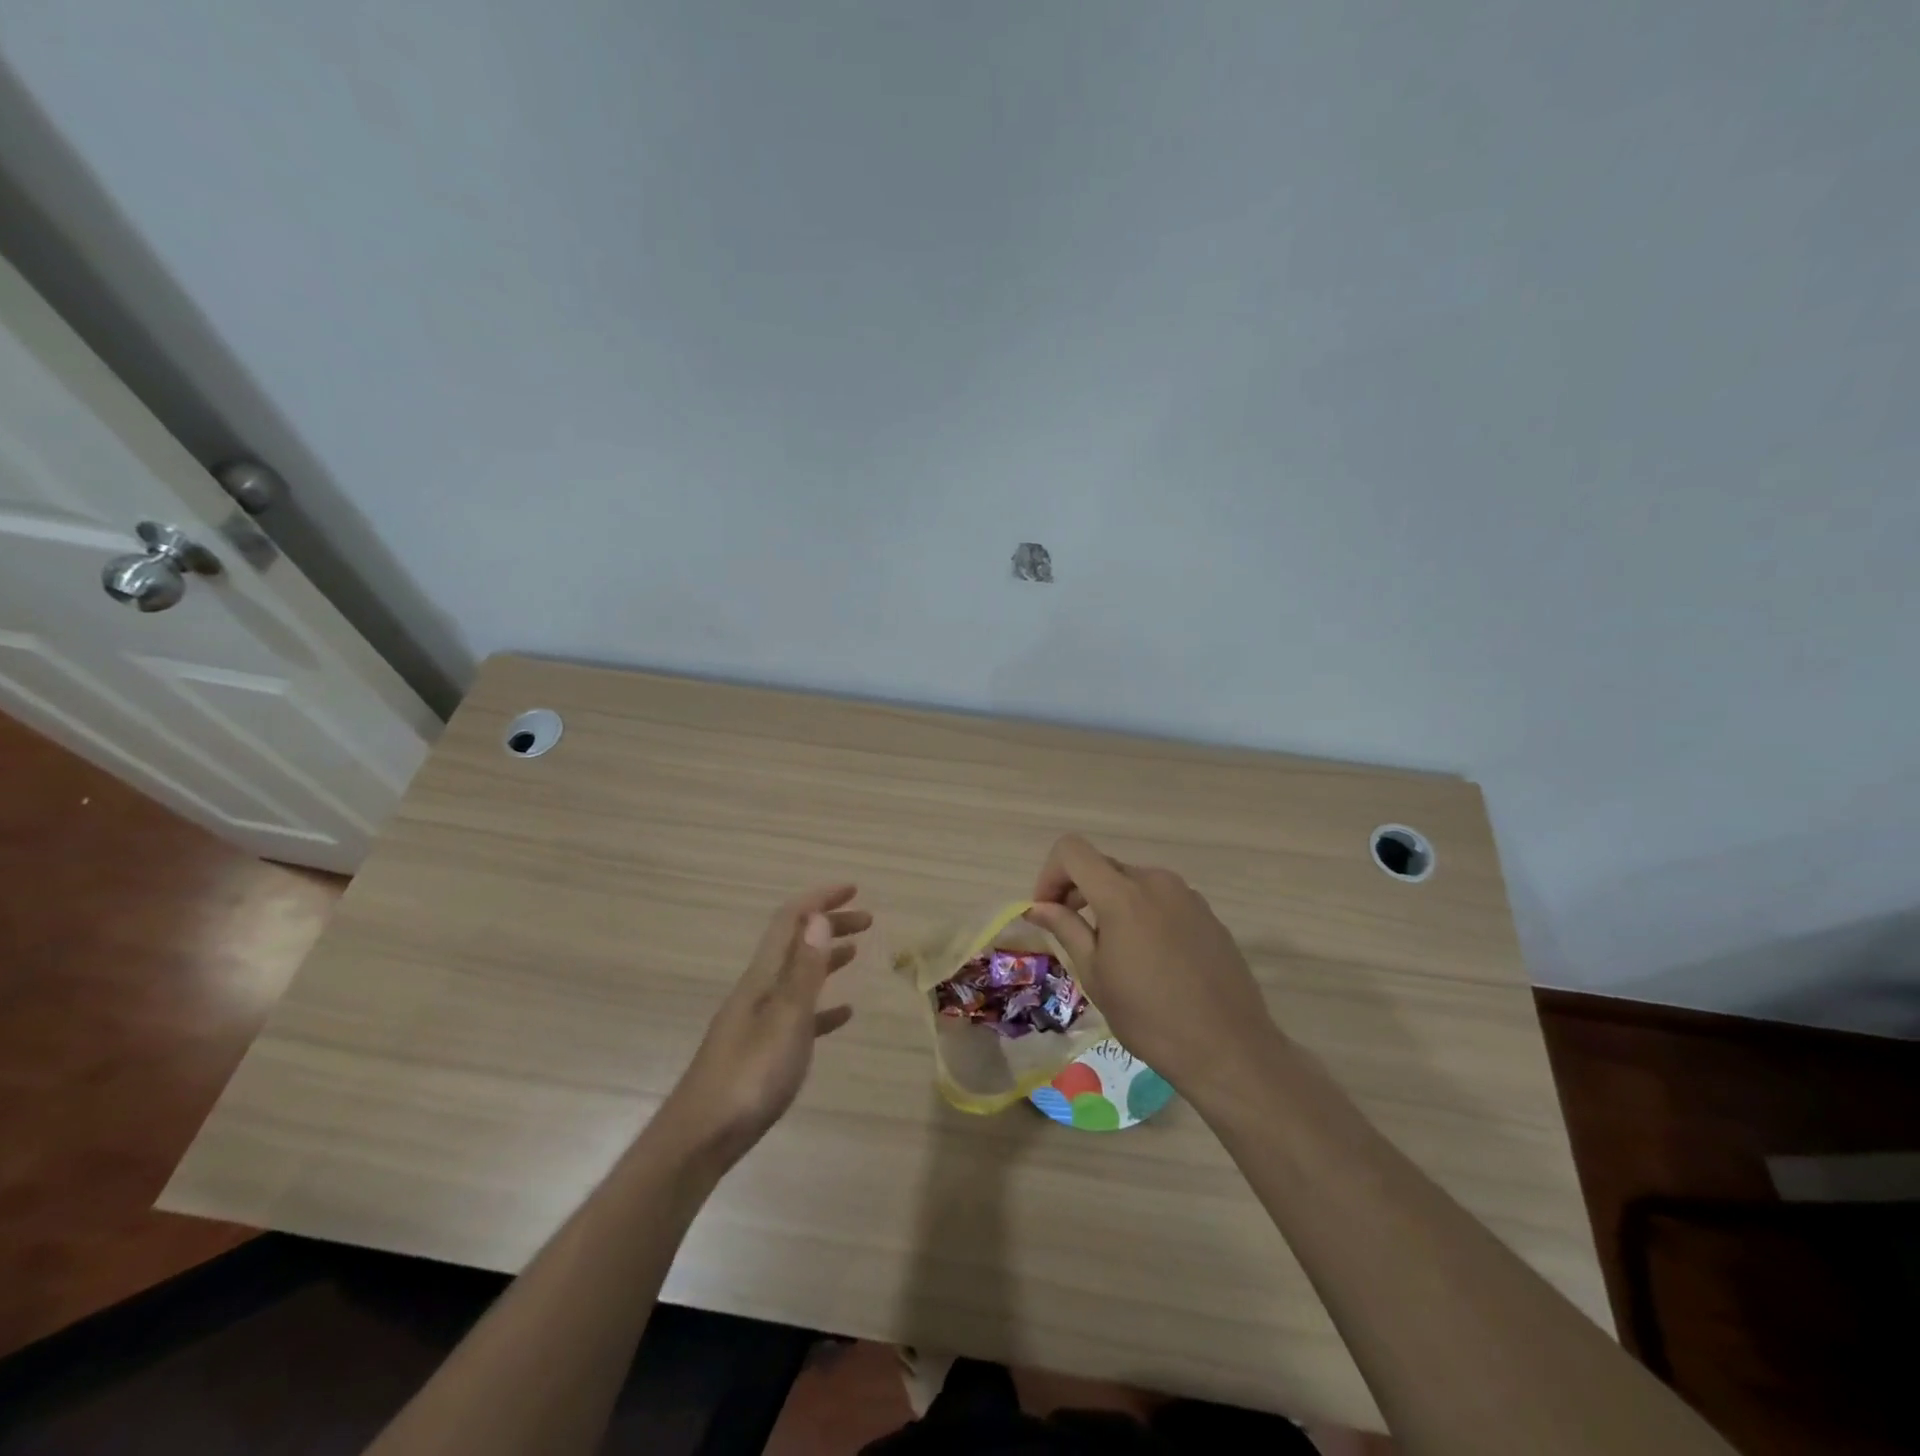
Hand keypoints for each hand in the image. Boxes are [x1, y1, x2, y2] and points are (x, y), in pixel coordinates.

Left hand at [655, 885, 869, 1167]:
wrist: (700, 1140)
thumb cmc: (749, 1077)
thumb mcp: (785, 1020)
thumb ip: (804, 971)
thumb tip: (818, 917)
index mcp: (762, 977)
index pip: (790, 921)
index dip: (819, 899)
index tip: (853, 889)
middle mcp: (758, 990)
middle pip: (795, 943)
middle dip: (828, 924)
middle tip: (867, 921)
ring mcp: (758, 1021)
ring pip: (797, 976)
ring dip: (825, 958)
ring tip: (855, 953)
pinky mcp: (762, 1051)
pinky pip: (798, 1015)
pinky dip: (821, 1006)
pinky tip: (842, 1015)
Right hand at [1026, 835, 1281, 1100]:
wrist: (1229, 1048)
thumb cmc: (1149, 1018)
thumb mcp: (1095, 975)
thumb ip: (1065, 929)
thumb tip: (1037, 906)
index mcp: (1122, 894)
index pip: (1072, 850)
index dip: (1050, 874)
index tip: (1048, 911)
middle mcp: (1155, 881)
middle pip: (1102, 866)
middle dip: (1078, 890)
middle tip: (1072, 934)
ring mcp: (1187, 895)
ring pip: (1133, 882)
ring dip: (1111, 902)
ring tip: (1113, 950)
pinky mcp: (1207, 913)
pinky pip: (1161, 899)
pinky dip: (1142, 913)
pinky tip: (1150, 958)